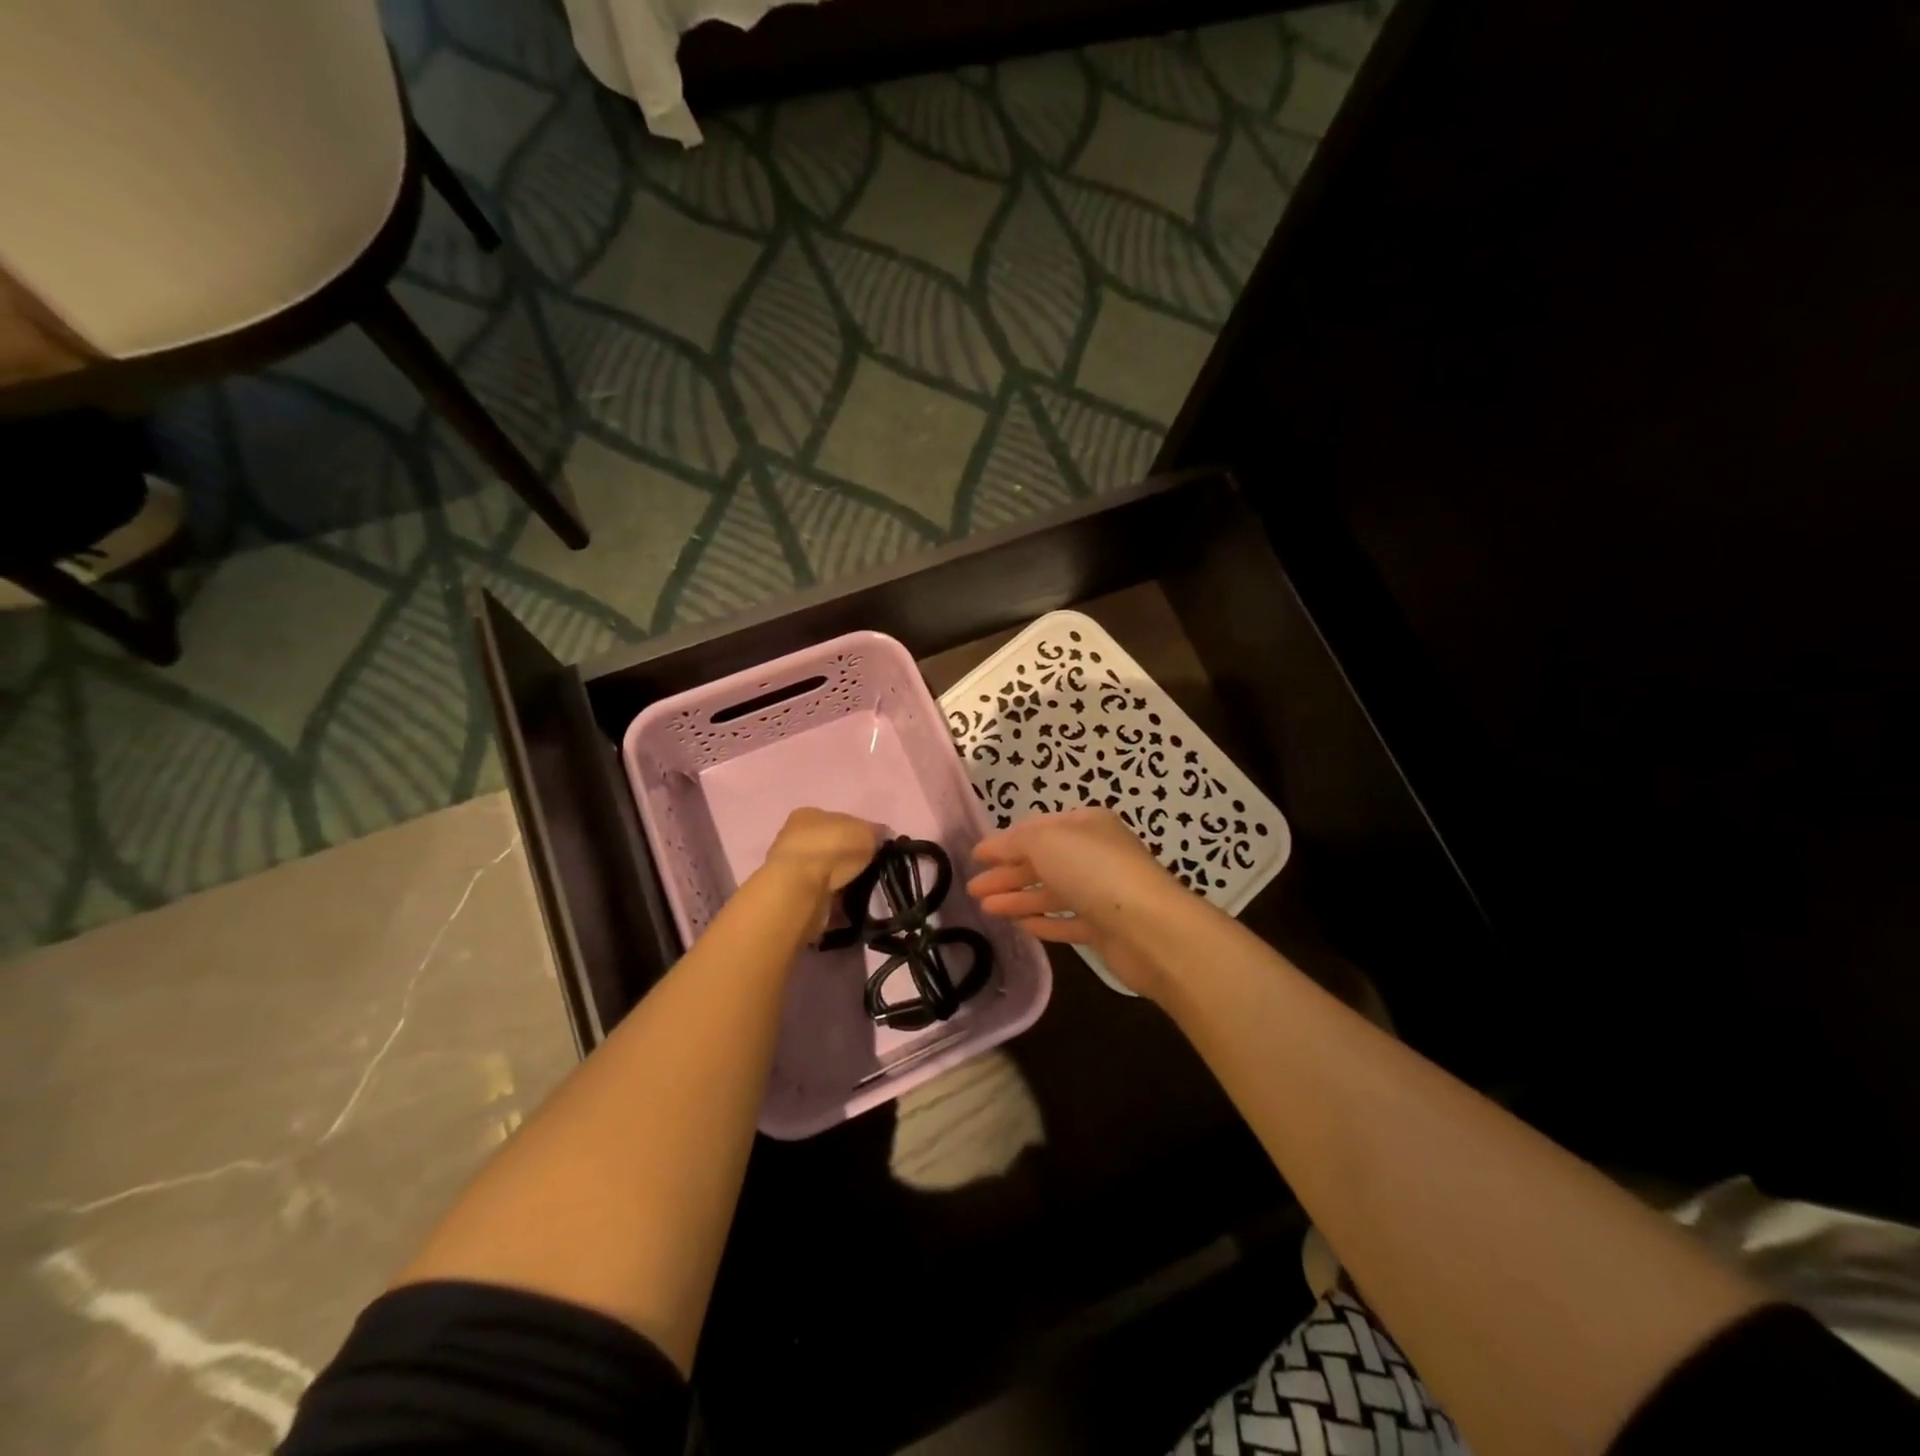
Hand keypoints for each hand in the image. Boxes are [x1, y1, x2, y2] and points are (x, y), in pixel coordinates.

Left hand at [759, 808, 878, 936]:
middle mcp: (796, 838)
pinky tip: (850, 905)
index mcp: (809, 815)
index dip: (860, 833)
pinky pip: (823, 896)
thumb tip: (882, 838)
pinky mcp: (793, 896)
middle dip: (851, 859)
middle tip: (872, 871)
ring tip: (863, 890)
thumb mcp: (866, 831)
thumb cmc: (833, 848)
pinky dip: (837, 900)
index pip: (840, 820)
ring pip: (827, 873)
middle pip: (832, 847)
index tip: (876, 849)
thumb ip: (877, 833)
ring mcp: (792, 868)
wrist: (800, 889)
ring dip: (844, 881)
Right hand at [968, 808, 1185, 996]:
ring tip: (985, 909)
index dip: (1005, 841)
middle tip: (972, 889)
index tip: (976, 856)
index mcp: (1086, 824)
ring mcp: (1101, 893)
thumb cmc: (1093, 871)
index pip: (1037, 828)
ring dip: (1018, 899)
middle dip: (1007, 873)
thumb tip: (992, 847)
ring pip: (1051, 893)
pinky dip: (1042, 922)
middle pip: (1042, 862)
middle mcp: (1095, 855)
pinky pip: (1066, 921)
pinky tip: (1019, 925)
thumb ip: (1014, 842)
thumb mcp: (1045, 841)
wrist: (1148, 927)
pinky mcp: (1104, 928)